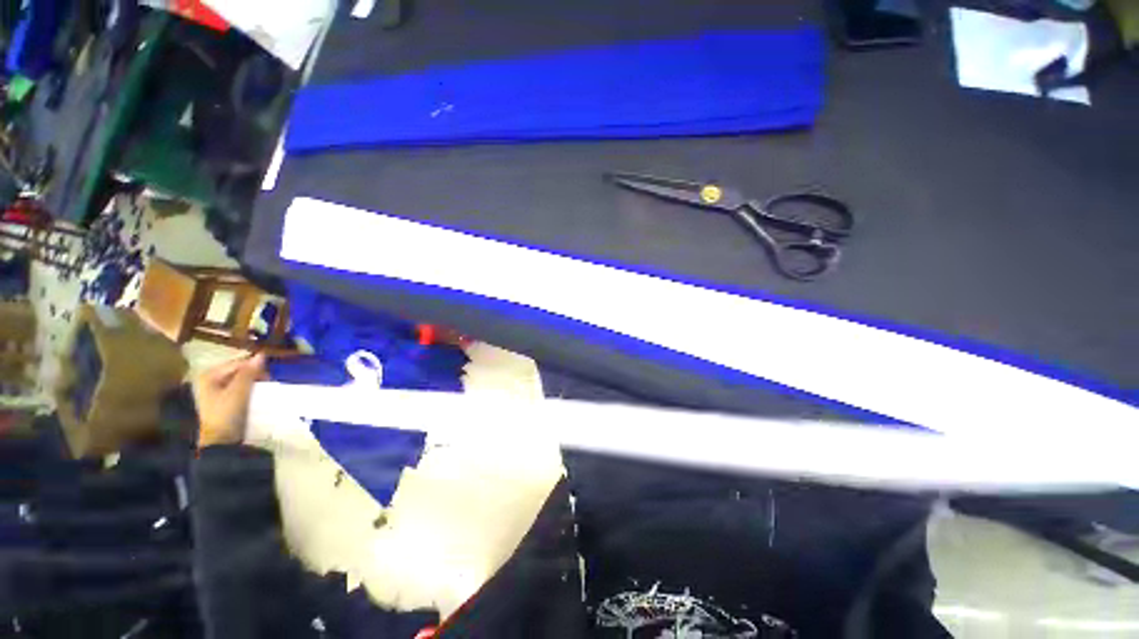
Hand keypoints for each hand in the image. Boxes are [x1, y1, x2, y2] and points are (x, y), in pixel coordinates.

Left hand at [193, 354, 266, 447]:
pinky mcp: (223, 399)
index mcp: (209, 375)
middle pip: (238, 370)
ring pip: (240, 379)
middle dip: (255, 373)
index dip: (255, 366)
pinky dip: (250, 388)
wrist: (220, 441)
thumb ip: (249, 373)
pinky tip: (258, 394)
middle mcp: (210, 379)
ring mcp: (215, 390)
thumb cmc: (225, 414)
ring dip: (254, 381)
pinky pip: (239, 387)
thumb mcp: (238, 392)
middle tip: (270, 381)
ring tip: (266, 387)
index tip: (271, 374)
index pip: (238, 363)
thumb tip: (262, 354)